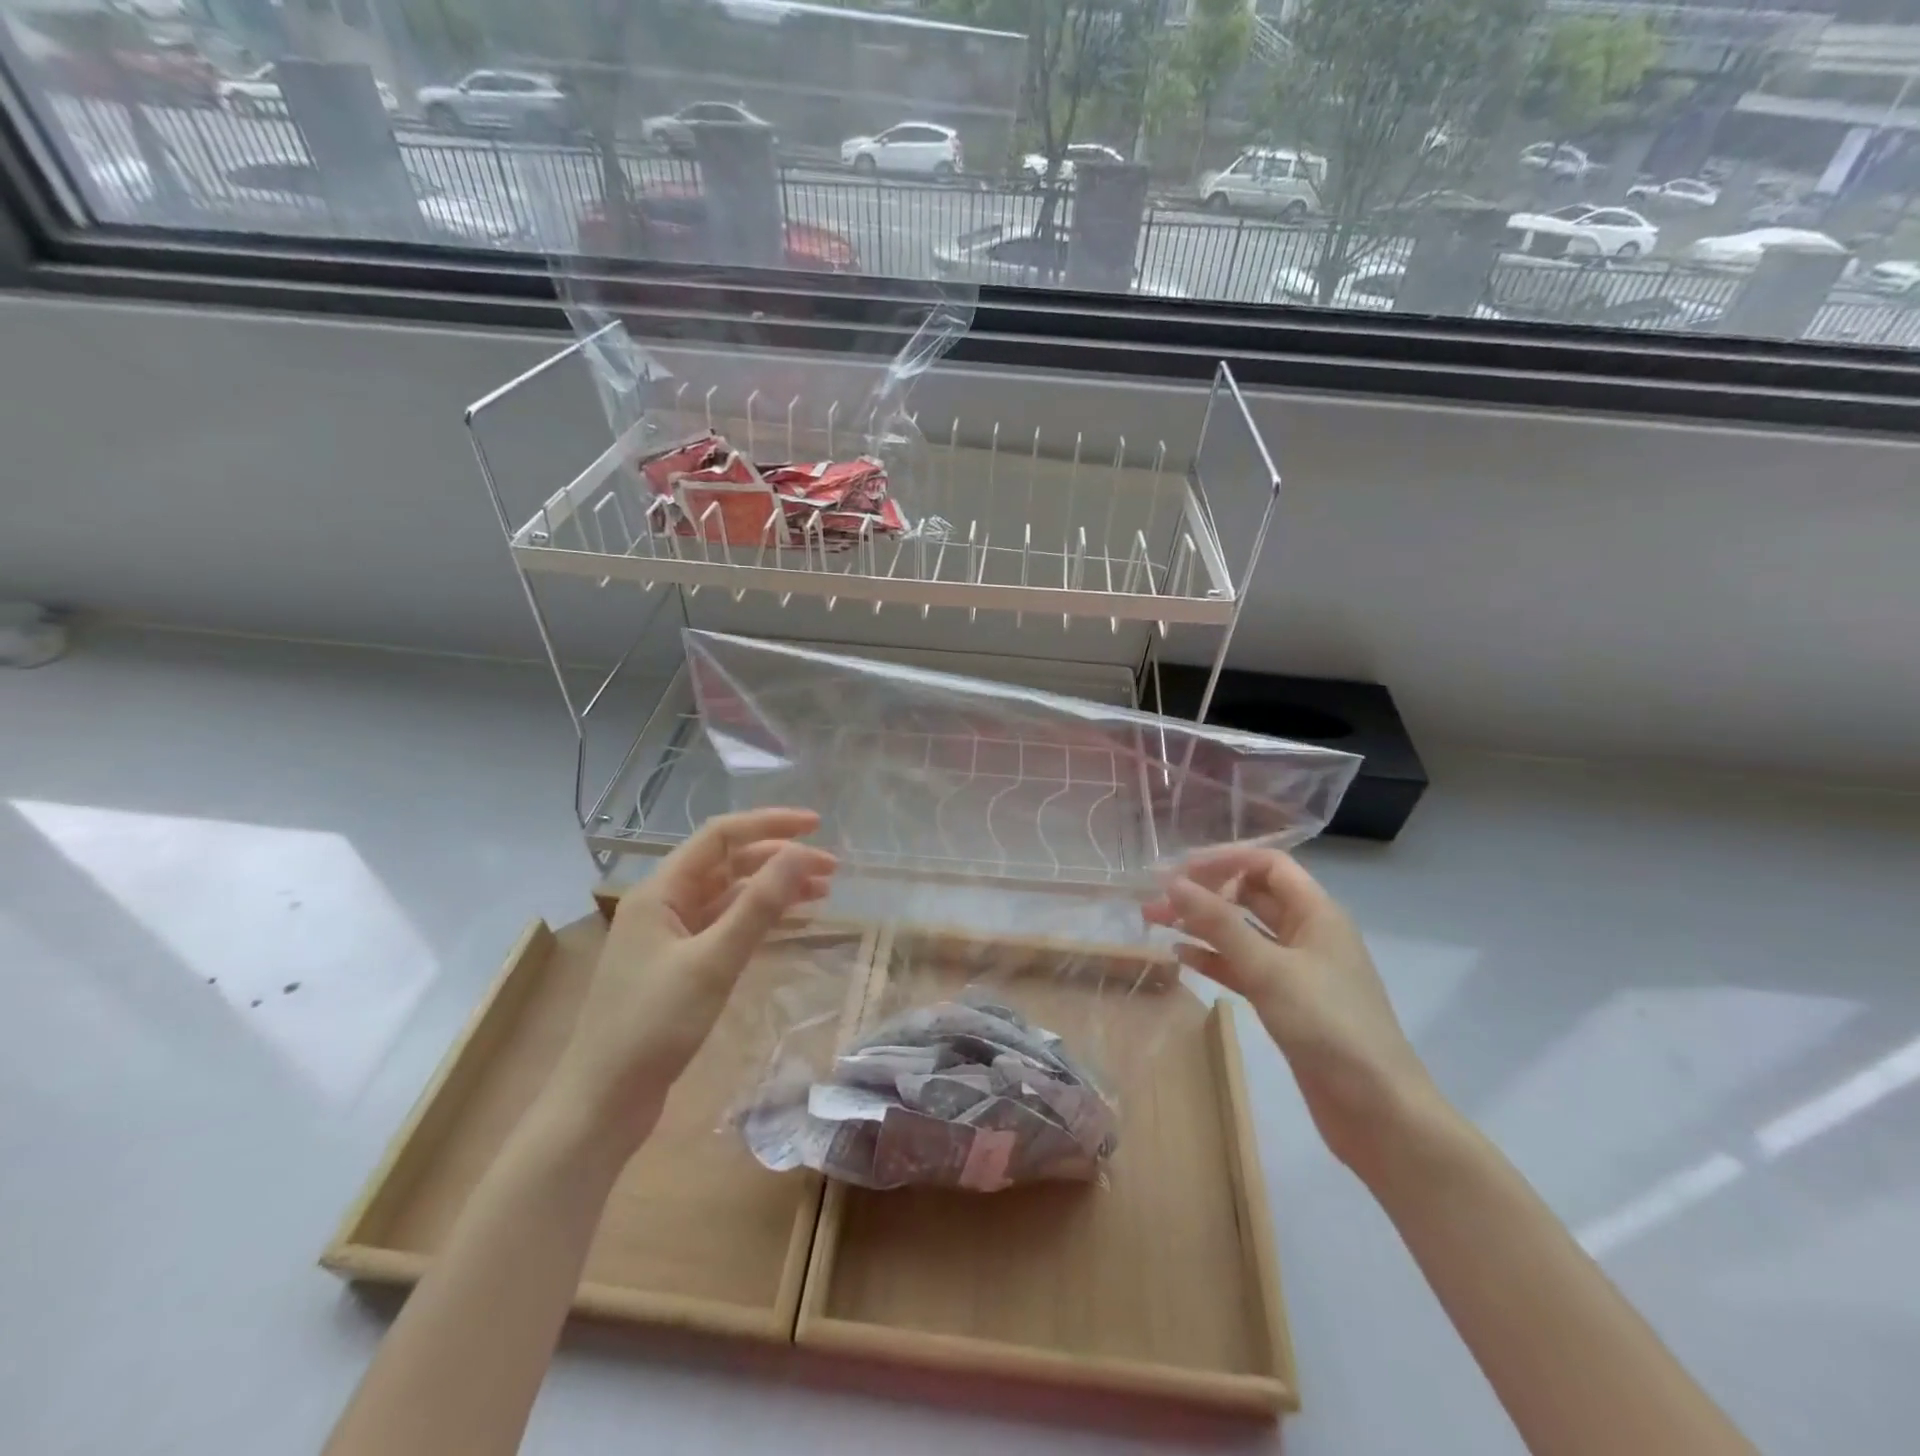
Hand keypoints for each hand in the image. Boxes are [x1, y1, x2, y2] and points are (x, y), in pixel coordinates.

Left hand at [547, 808, 836, 1152]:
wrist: (602, 1103)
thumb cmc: (653, 1027)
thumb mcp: (713, 962)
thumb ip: (758, 905)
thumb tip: (801, 854)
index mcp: (660, 891)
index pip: (720, 836)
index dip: (769, 824)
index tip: (816, 826)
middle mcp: (663, 904)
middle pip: (728, 863)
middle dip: (778, 859)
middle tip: (830, 870)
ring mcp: (670, 936)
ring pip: (729, 895)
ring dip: (773, 888)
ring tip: (821, 892)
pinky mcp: (678, 966)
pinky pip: (725, 926)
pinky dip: (758, 919)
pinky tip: (790, 923)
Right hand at [1144, 846, 1445, 1181]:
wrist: (1378, 1112)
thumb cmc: (1328, 1026)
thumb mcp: (1269, 969)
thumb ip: (1219, 924)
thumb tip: (1174, 883)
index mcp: (1317, 913)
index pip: (1268, 865)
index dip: (1225, 860)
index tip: (1179, 870)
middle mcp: (1308, 933)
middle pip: (1252, 896)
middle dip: (1205, 893)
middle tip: (1157, 901)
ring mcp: (1297, 970)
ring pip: (1243, 933)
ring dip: (1203, 925)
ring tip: (1157, 924)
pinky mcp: (1286, 1002)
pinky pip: (1244, 967)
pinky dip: (1214, 959)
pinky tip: (1181, 958)